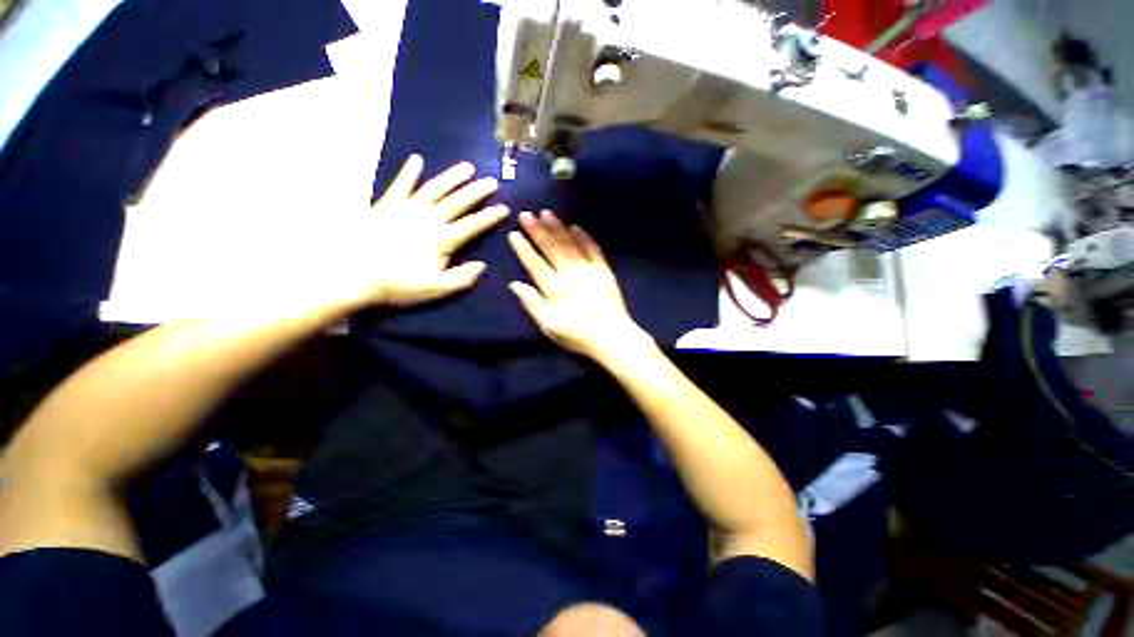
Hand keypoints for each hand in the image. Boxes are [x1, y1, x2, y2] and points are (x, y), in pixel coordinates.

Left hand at [313, 155, 507, 310]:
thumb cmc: (398, 284)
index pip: (473, 225)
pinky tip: (417, 160)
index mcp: (442, 239)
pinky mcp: (387, 205)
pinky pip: (400, 185)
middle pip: (457, 202)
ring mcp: (406, 209)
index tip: (505, 208)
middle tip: (492, 181)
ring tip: (467, 166)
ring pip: (434, 188)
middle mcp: (428, 218)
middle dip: (477, 191)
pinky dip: (409, 172)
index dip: (490, 217)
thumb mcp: (436, 289)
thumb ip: (462, 277)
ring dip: (452, 177)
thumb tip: (482, 265)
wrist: (352, 274)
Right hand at [508, 210, 651, 360]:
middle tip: (526, 214)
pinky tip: (576, 227)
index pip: (535, 263)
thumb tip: (514, 284)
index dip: (523, 248)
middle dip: (537, 230)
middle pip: (551, 248)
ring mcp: (589, 269)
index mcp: (555, 288)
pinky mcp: (604, 270)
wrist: (612, 337)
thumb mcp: (549, 326)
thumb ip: (532, 303)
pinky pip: (593, 249)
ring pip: (571, 244)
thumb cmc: (577, 335)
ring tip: (547, 212)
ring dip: (558, 227)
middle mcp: (570, 273)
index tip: (514, 233)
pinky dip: (584, 237)